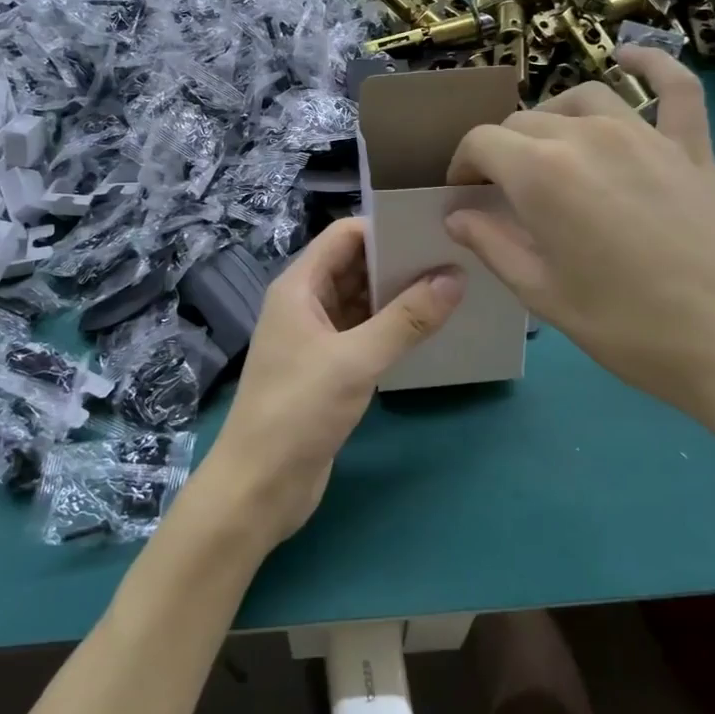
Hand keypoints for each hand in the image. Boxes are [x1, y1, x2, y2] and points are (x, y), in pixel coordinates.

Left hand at [185, 218, 462, 554]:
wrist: (259, 486)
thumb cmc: (298, 411)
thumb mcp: (355, 361)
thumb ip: (406, 319)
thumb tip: (454, 276)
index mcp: (299, 287)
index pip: (344, 236)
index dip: (385, 228)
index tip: (432, 230)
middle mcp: (306, 304)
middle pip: (355, 266)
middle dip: (399, 261)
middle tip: (455, 257)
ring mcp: (316, 338)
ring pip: (362, 302)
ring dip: (399, 296)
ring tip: (454, 289)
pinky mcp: (328, 369)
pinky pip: (364, 334)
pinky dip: (392, 329)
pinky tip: (429, 331)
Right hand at [443, 46, 714, 469]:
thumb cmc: (635, 328)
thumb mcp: (546, 296)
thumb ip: (494, 245)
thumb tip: (457, 215)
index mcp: (541, 172)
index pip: (481, 142)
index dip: (462, 166)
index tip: (462, 196)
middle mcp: (587, 134)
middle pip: (525, 121)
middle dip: (501, 151)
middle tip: (501, 195)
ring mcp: (646, 133)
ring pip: (582, 99)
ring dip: (552, 118)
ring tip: (548, 151)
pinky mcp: (693, 146)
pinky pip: (673, 88)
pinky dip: (650, 66)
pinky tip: (632, 58)